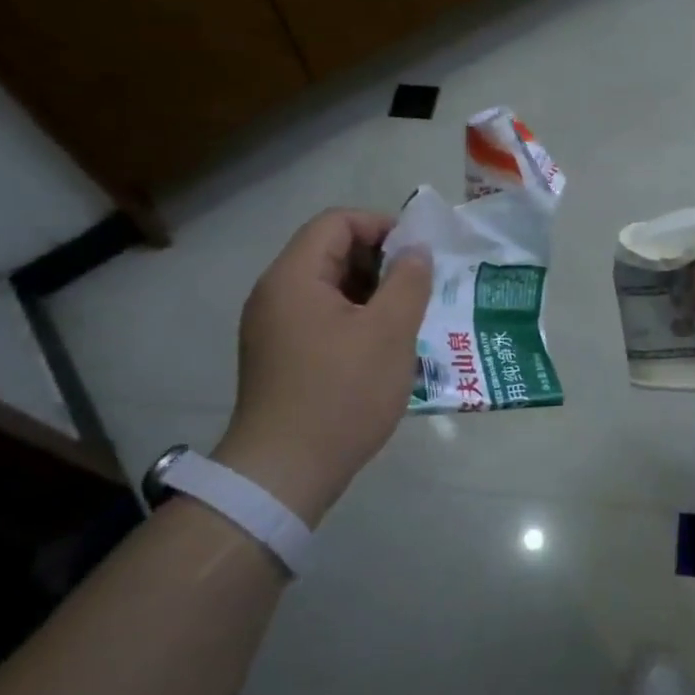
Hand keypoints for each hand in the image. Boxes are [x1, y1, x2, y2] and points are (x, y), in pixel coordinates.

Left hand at [212, 210, 430, 526]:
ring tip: (409, 317)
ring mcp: (274, 329)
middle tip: (420, 287)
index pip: (336, 223)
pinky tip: (384, 347)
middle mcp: (275, 294)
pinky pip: (322, 319)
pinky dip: (355, 320)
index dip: (381, 225)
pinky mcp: (280, 358)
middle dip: (380, 261)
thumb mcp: (389, 332)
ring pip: (329, 290)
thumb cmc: (342, 393)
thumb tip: (416, 251)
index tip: (419, 253)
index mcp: (293, 277)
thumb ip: (408, 282)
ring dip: (372, 293)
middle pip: (330, 253)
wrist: (285, 471)